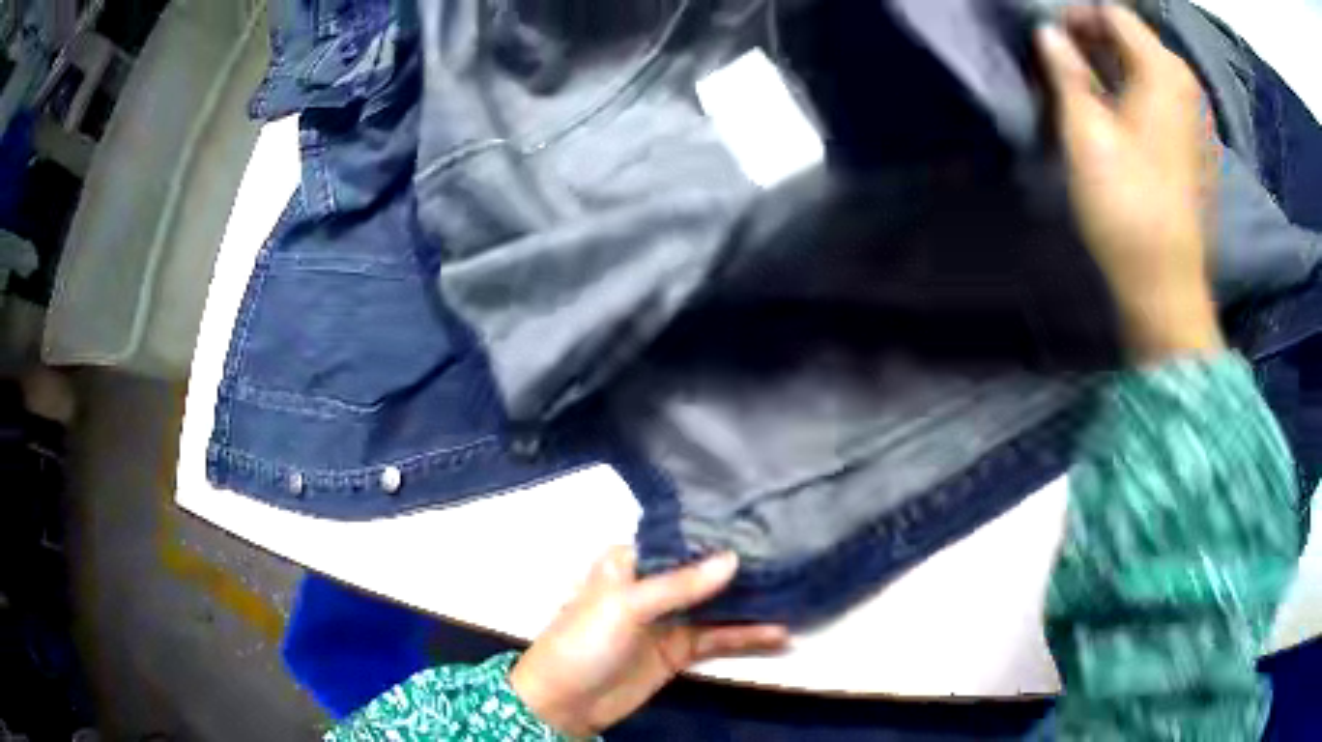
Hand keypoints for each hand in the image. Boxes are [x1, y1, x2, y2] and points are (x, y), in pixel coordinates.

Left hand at [510, 547, 787, 737]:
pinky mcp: (679, 651)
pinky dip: (747, 637)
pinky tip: (779, 634)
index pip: (678, 538)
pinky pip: (718, 639)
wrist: (565, 703)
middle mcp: (652, 586)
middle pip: (702, 571)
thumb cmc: (583, 642)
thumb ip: (678, 585)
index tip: (758, 518)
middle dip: (740, 565)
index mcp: (630, 563)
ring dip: (750, 602)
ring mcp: (668, 620)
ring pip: (716, 605)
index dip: (714, 531)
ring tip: (793, 590)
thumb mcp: (625, 606)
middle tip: (787, 551)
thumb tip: (733, 559)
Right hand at [1036, 5, 1223, 360]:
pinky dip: (1134, 92)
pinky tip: (1116, 114)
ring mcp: (1196, 118)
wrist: (1166, 285)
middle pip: (1133, 38)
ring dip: (1112, 66)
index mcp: (1163, 71)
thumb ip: (1065, 71)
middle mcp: (1186, 85)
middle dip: (1094, 38)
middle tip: (1061, 60)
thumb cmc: (1127, 203)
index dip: (1077, 16)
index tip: (1050, 38)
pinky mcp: (1196, 147)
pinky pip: (1162, 98)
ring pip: (1148, 68)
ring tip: (1083, 85)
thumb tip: (1047, 33)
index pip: (1114, 13)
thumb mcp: (1086, 130)